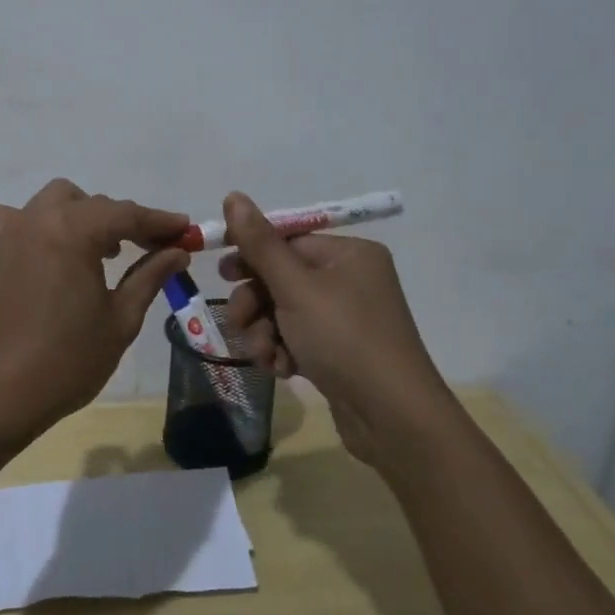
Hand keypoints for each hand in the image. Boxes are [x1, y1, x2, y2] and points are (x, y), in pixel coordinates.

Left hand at [0, 180, 189, 451]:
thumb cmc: (67, 361)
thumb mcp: (121, 319)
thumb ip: (150, 276)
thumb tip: (178, 251)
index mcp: (72, 231)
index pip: (126, 214)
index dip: (159, 221)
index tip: (185, 230)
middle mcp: (37, 218)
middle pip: (92, 205)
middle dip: (124, 222)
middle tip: (150, 248)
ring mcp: (7, 231)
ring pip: (54, 202)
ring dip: (82, 216)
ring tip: (100, 250)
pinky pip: (14, 218)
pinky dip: (35, 224)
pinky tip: (46, 250)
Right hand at [216, 191, 446, 468]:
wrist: (392, 419)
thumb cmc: (344, 338)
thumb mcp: (295, 287)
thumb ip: (260, 244)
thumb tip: (233, 195)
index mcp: (350, 254)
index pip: (289, 240)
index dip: (252, 254)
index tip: (222, 271)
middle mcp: (351, 280)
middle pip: (283, 277)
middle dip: (256, 302)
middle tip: (240, 320)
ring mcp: (347, 318)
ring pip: (285, 312)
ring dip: (265, 332)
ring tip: (265, 354)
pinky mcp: (340, 352)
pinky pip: (298, 338)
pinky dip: (284, 351)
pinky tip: (281, 369)